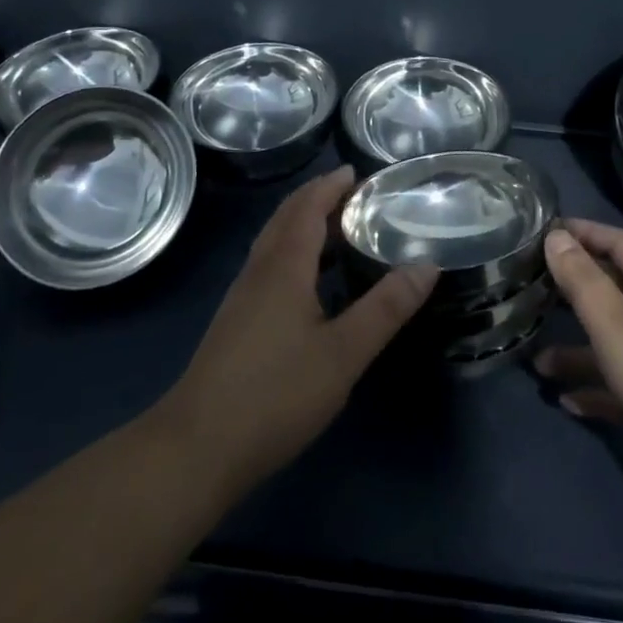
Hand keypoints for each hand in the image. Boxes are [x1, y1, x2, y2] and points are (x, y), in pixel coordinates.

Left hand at [157, 167, 438, 496]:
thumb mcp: (343, 353)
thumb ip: (386, 308)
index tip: (357, 172)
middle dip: (317, 198)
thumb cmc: (274, 395)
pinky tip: (309, 283)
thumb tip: (427, 265)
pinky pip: (269, 266)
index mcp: (284, 266)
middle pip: (286, 218)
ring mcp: (242, 298)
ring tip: (339, 230)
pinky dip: (293, 252)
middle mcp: (259, 271)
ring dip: (303, 224)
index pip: (307, 207)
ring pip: (274, 242)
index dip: (330, 186)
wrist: (195, 450)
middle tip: (354, 195)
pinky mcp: (235, 323)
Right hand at [535, 219, 622, 483]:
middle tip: (534, 290)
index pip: (619, 242)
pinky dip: (601, 388)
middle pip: (617, 291)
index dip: (584, 233)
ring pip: (619, 342)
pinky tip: (569, 402)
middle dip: (575, 293)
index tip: (546, 231)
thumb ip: (583, 281)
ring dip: (581, 350)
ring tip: (540, 363)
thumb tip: (557, 235)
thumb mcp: (616, 325)